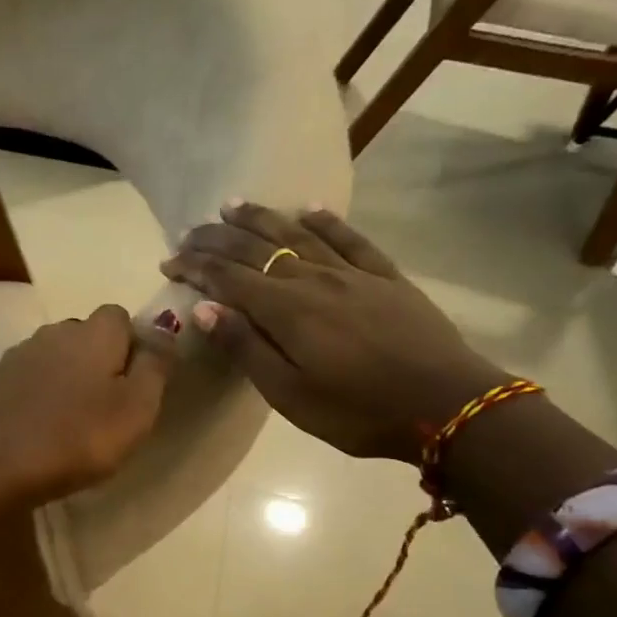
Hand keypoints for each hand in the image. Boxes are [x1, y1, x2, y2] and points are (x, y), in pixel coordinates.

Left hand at [0, 305, 175, 501]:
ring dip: (67, 376)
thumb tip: (163, 327)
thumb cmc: (79, 437)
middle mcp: (56, 331)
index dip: (131, 345)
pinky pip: (30, 378)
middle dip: (99, 360)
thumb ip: (155, 365)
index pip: (120, 317)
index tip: (135, 383)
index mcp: (94, 332)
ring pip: (56, 356)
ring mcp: (21, 354)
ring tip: (71, 418)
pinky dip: (39, 393)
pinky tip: (41, 424)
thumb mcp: (137, 408)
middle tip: (106, 406)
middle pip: (86, 335)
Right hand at [159, 202, 504, 463]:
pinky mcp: (386, 277)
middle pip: (257, 248)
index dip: (196, 266)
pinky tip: (308, 209)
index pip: (228, 277)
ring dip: (261, 218)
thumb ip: (247, 347)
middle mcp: (314, 279)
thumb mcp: (289, 394)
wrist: (447, 405)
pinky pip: (350, 239)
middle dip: (217, 238)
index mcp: (286, 310)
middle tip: (189, 231)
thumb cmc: (357, 411)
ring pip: (298, 234)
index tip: (169, 261)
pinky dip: (325, 220)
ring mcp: (352, 274)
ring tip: (232, 205)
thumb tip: (203, 308)